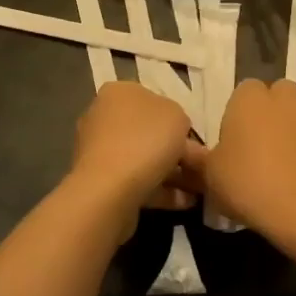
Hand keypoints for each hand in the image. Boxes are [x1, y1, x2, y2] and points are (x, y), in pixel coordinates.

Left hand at [68, 82, 201, 217]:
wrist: (110, 190)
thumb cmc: (145, 141)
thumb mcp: (177, 117)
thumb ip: (179, 119)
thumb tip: (174, 131)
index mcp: (118, 92)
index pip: (151, 98)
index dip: (175, 118)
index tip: (192, 138)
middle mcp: (102, 116)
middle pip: (146, 131)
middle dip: (173, 149)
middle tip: (198, 166)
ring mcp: (97, 150)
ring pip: (142, 158)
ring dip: (170, 173)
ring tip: (197, 189)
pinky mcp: (98, 181)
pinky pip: (135, 181)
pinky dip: (159, 190)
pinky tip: (183, 203)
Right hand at [201, 79, 295, 237]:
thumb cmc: (248, 185)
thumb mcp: (210, 176)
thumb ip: (198, 159)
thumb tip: (185, 150)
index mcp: (250, 100)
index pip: (245, 89)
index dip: (242, 111)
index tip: (237, 137)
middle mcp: (286, 100)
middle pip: (281, 92)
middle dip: (275, 110)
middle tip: (264, 143)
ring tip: (292, 157)